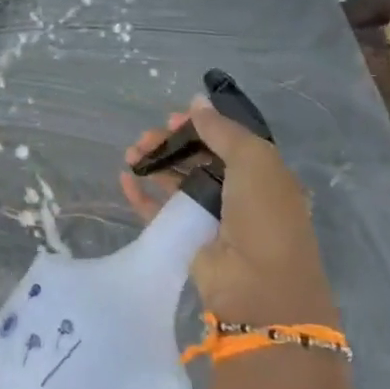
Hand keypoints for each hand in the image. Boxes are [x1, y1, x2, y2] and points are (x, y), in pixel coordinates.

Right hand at [120, 96, 325, 324]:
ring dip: (154, 164)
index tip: (173, 119)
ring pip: (175, 182)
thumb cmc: (264, 216)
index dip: (199, 127)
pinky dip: (141, 195)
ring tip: (131, 154)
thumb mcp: (254, 161)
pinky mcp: (186, 240)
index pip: (225, 142)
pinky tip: (125, 179)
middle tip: (146, 138)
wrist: (258, 286)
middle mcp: (237, 195)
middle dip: (170, 144)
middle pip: (196, 159)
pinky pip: (158, 212)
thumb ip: (223, 130)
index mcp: (261, 175)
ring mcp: (209, 219)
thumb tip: (197, 102)